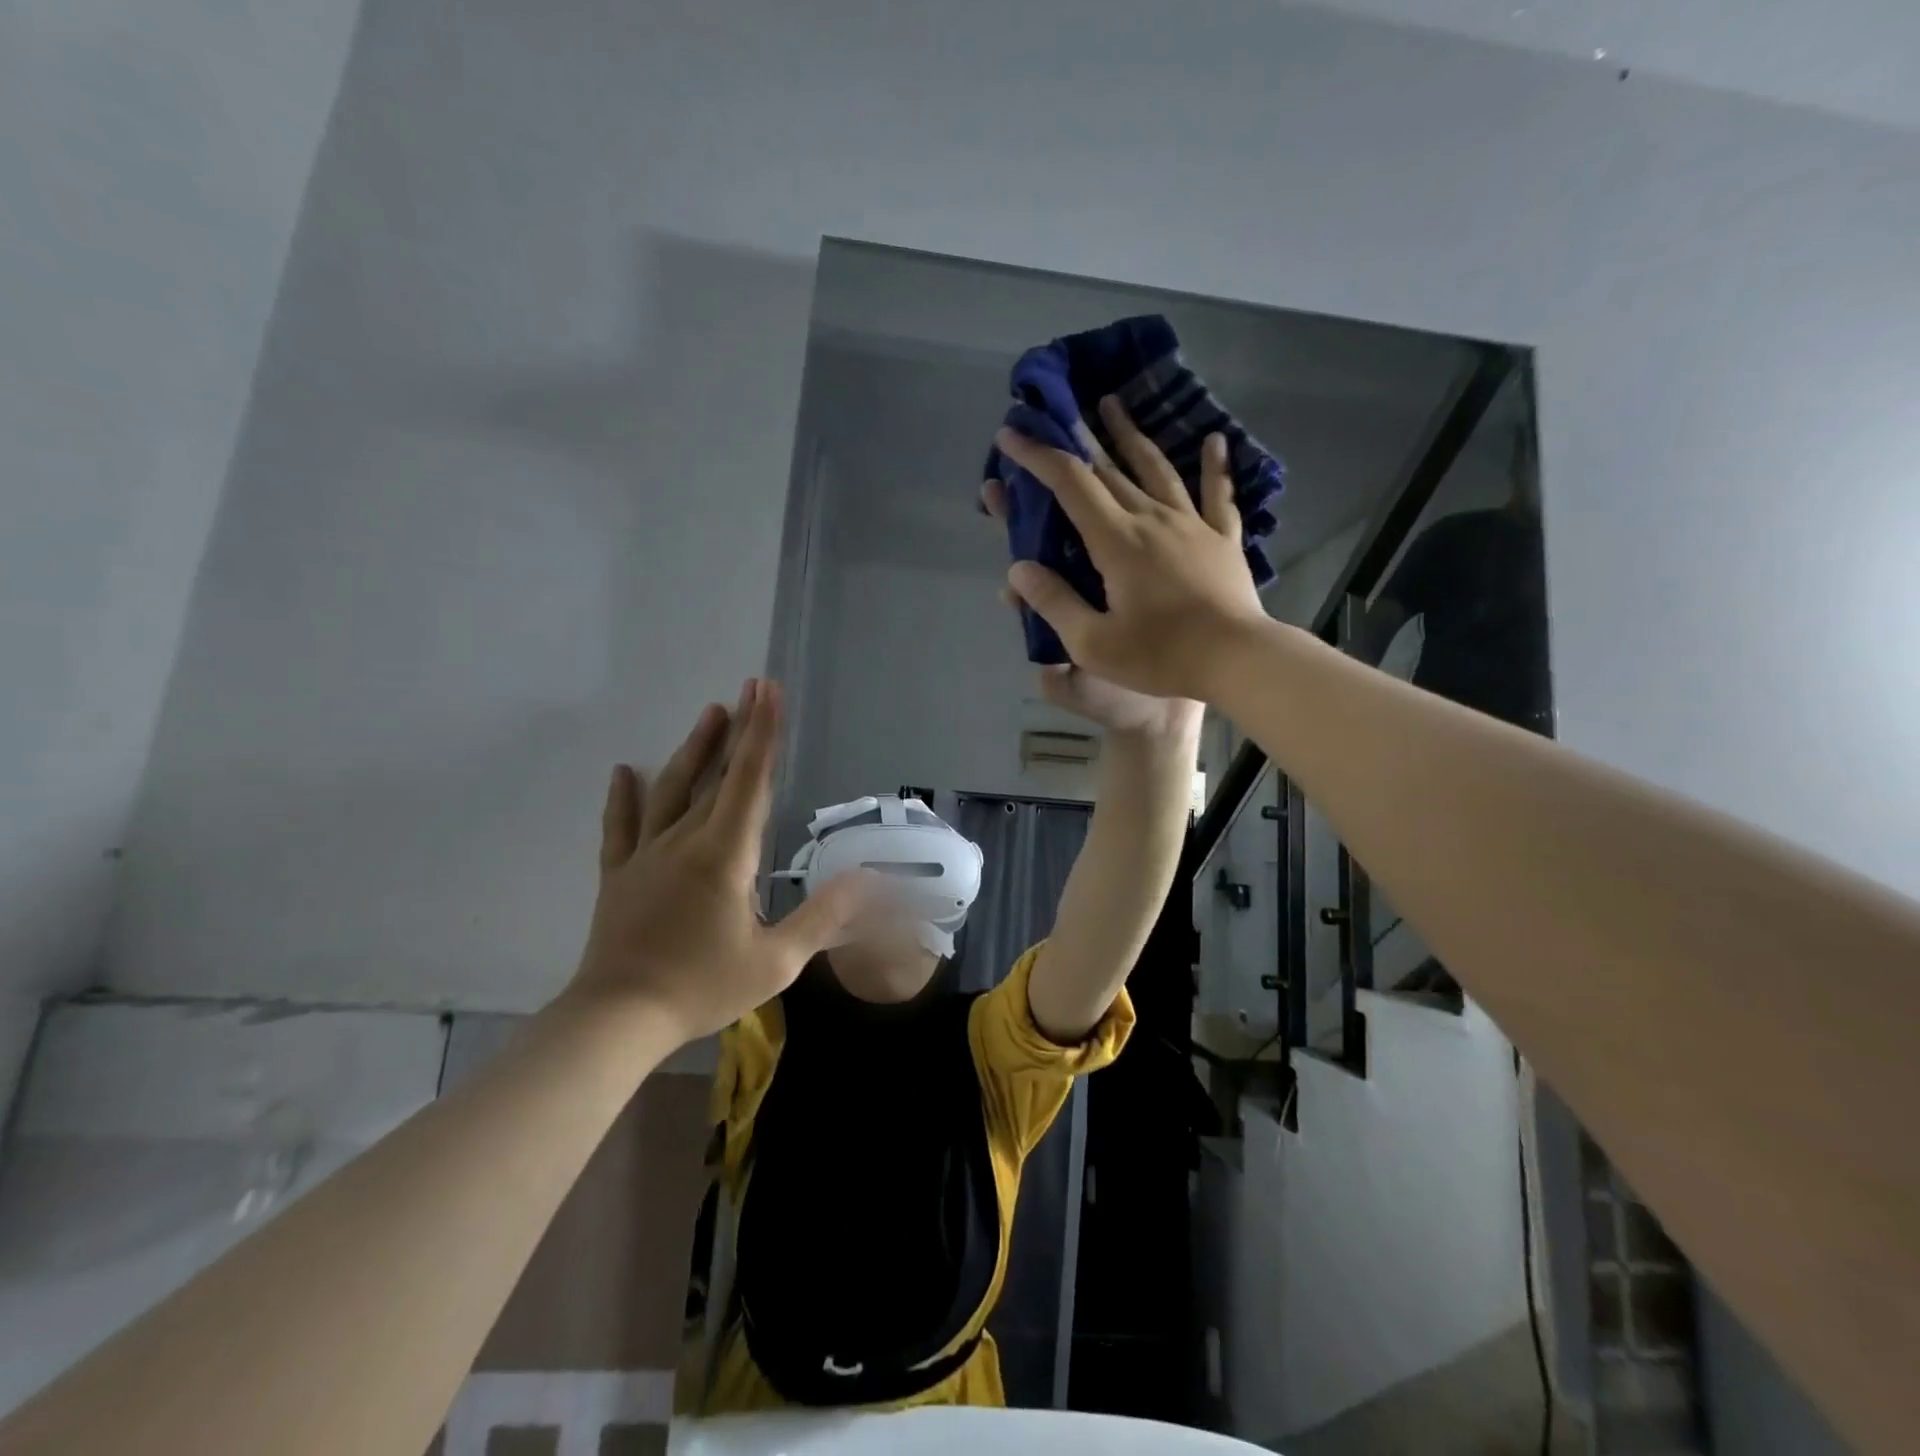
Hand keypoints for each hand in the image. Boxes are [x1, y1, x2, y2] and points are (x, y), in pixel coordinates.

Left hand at [567, 679, 868, 1045]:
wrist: (618, 1020)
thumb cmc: (702, 987)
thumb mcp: (777, 960)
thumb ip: (824, 917)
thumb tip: (869, 881)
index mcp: (725, 855)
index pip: (750, 780)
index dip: (763, 733)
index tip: (768, 691)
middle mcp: (684, 841)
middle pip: (716, 774)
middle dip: (738, 728)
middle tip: (751, 688)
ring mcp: (646, 855)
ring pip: (671, 789)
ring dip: (693, 750)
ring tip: (710, 713)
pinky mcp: (619, 874)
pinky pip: (621, 826)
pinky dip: (623, 797)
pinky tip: (624, 772)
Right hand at [992, 395, 1267, 701]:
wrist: (1236, 660)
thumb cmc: (1160, 655)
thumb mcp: (1093, 642)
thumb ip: (1054, 602)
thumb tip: (1017, 569)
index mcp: (1116, 541)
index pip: (1070, 484)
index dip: (1038, 456)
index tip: (1012, 435)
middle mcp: (1152, 519)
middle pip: (1109, 468)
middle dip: (1077, 437)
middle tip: (1057, 412)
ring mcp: (1192, 525)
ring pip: (1157, 469)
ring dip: (1131, 435)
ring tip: (1113, 405)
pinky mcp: (1222, 540)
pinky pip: (1218, 495)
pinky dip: (1215, 467)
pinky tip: (1214, 441)